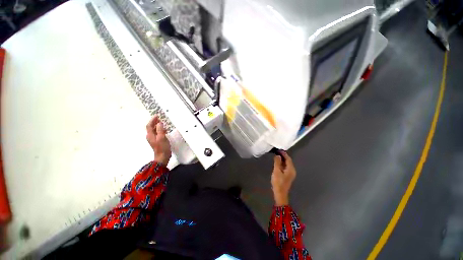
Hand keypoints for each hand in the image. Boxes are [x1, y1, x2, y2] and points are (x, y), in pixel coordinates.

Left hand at [146, 116, 170, 165]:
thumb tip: (159, 123)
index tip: (157, 115)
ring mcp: (154, 139)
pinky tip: (165, 130)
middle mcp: (151, 136)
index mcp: (150, 135)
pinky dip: (160, 130)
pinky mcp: (158, 141)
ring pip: (155, 130)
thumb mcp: (162, 138)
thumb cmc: (162, 147)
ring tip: (163, 122)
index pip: (149, 125)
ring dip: (158, 126)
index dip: (152, 120)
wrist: (163, 156)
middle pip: (151, 127)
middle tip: (160, 118)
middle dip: (155, 122)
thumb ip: (160, 130)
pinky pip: (158, 133)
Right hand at [271, 151, 295, 205]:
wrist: (280, 193)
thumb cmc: (278, 182)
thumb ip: (277, 162)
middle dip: (283, 156)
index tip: (278, 150)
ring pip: (287, 164)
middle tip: (277, 152)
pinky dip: (282, 164)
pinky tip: (277, 163)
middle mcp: (292, 170)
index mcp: (291, 169)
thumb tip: (278, 155)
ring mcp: (290, 174)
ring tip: (276, 156)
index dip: (284, 154)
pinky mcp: (287, 176)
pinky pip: (285, 167)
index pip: (288, 159)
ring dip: (282, 160)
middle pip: (288, 161)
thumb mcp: (277, 171)